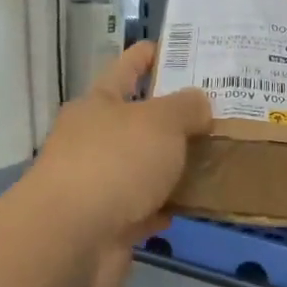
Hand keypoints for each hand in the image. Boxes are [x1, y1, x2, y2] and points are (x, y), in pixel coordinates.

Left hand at [24, 41, 211, 286]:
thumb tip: (198, 103)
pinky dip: (164, 207)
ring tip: (214, 158)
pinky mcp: (107, 225)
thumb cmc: (114, 163)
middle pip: (136, 122)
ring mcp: (98, 185)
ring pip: (142, 168)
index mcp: (98, 105)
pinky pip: (144, 209)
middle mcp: (93, 141)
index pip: (124, 70)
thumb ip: (185, 108)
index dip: (145, 56)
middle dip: (170, 118)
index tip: (169, 47)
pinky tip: (191, 205)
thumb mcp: (160, 122)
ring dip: (170, 166)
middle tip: (214, 111)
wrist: (72, 239)